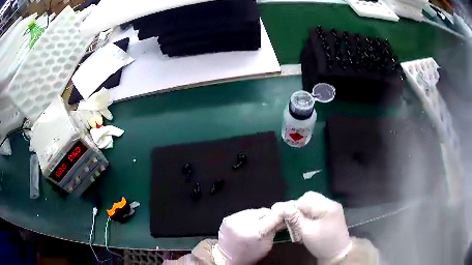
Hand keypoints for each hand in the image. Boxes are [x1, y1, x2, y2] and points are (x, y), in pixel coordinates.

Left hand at [213, 208, 282, 264]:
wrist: (229, 259)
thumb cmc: (249, 255)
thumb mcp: (267, 245)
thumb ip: (274, 230)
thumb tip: (281, 218)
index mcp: (255, 233)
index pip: (273, 216)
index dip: (280, 214)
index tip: (283, 214)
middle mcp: (243, 224)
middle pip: (262, 212)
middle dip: (268, 216)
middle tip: (270, 222)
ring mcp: (233, 221)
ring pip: (253, 211)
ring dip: (257, 216)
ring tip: (257, 224)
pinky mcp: (227, 219)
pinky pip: (242, 213)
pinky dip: (247, 217)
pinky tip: (248, 224)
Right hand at [272, 192, 351, 263]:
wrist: (337, 253)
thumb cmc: (322, 244)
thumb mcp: (307, 232)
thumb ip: (295, 219)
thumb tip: (281, 207)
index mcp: (327, 207)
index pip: (305, 201)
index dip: (290, 205)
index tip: (277, 209)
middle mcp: (331, 203)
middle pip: (309, 198)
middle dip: (297, 206)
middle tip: (287, 216)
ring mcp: (332, 208)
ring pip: (312, 202)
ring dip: (302, 209)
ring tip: (294, 220)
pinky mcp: (331, 213)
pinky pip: (316, 208)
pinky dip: (308, 213)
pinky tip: (303, 222)